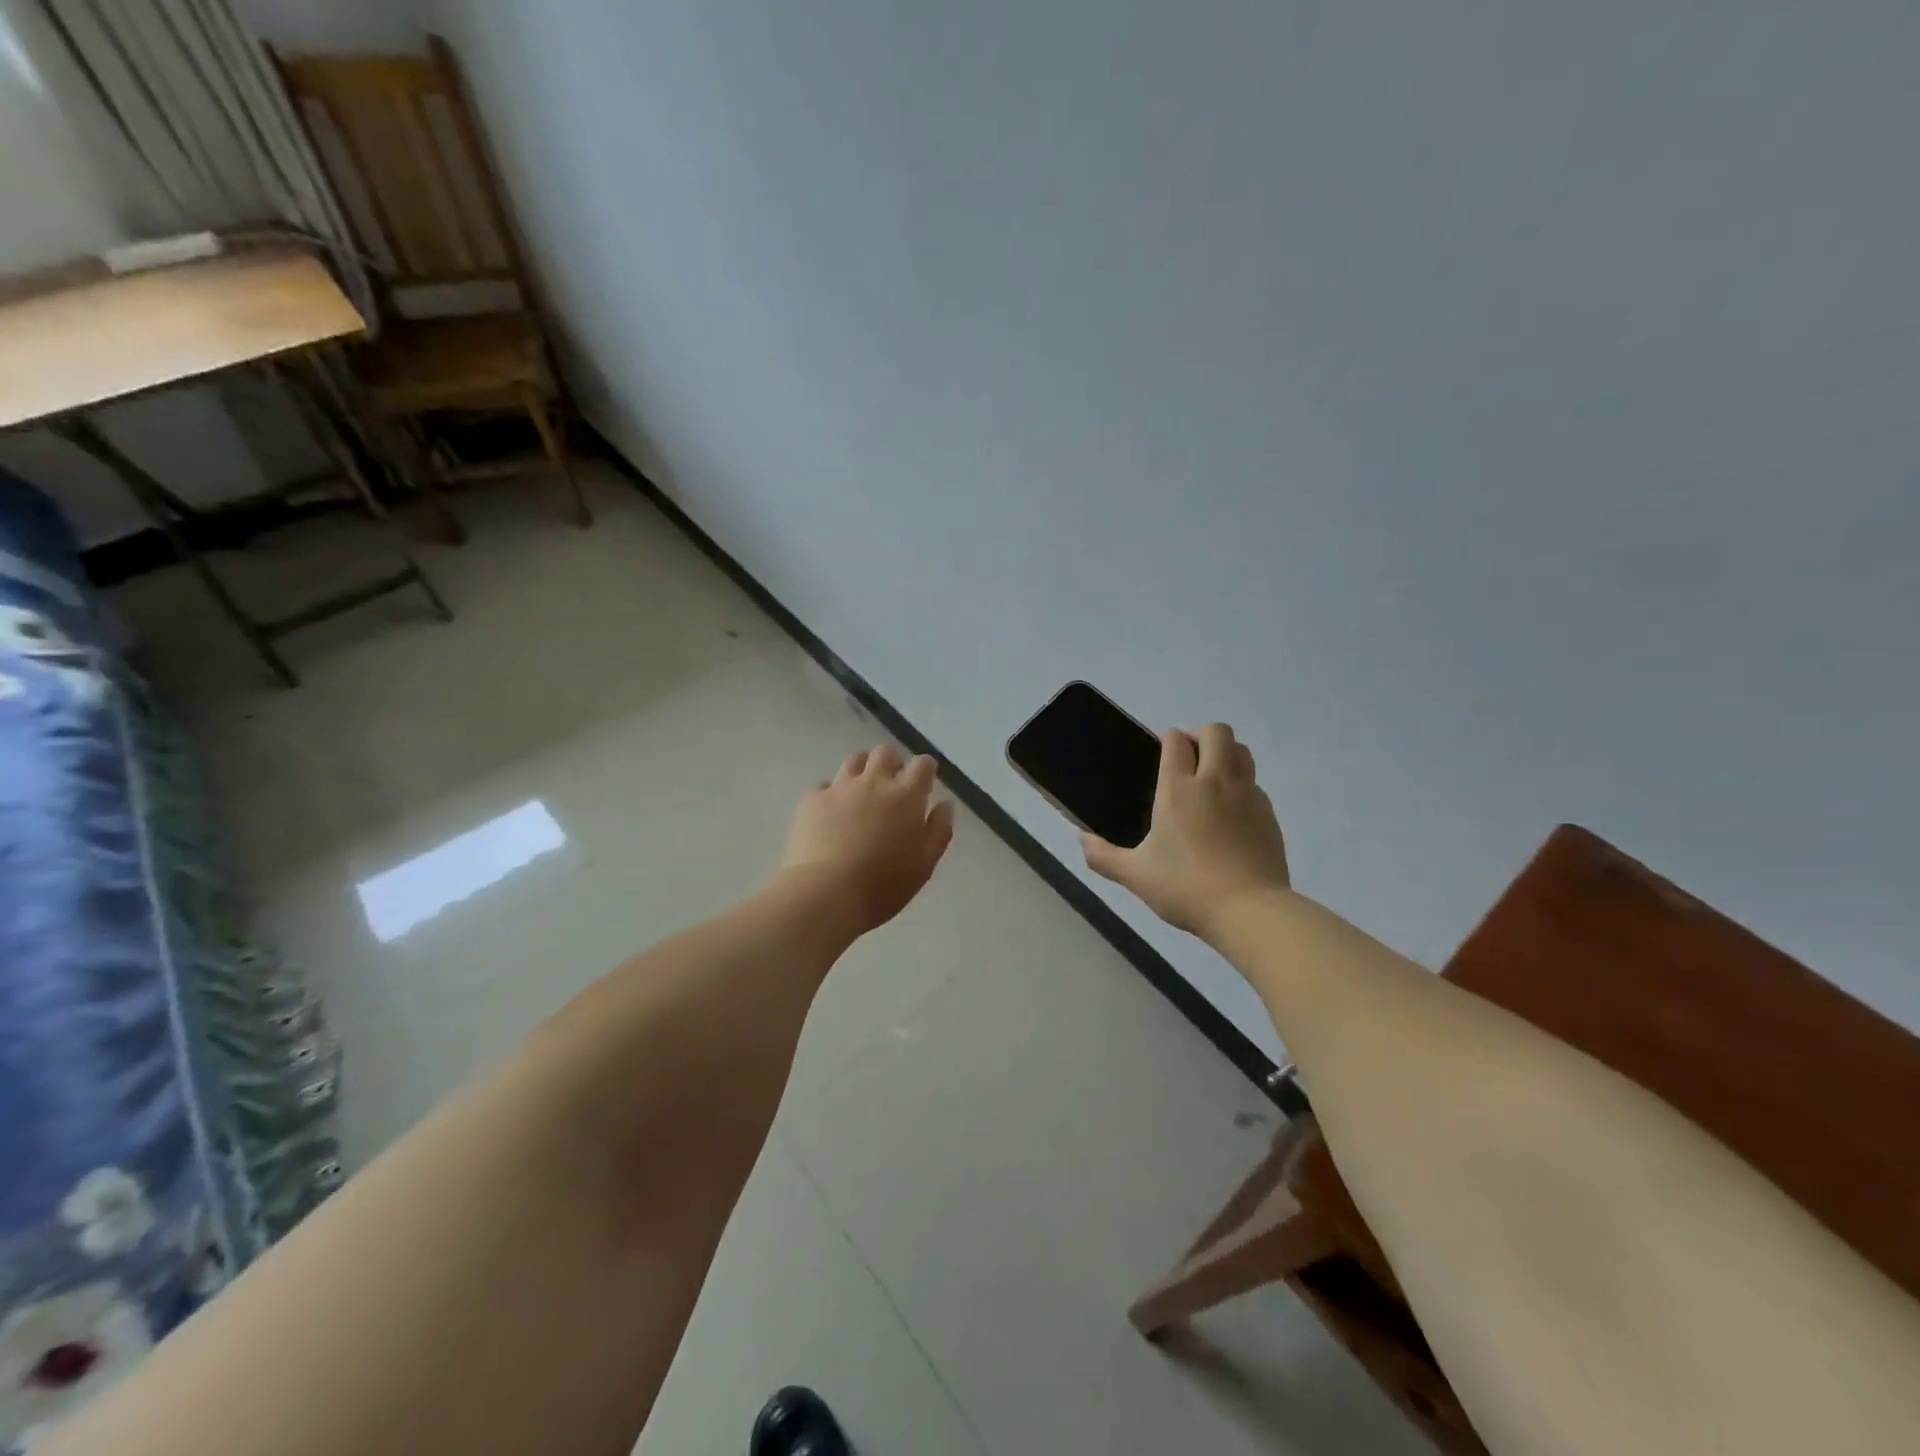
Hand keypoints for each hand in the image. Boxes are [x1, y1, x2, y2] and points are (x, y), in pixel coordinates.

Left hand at [781, 744, 955, 934]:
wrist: (826, 893)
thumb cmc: (884, 884)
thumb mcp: (925, 864)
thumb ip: (939, 830)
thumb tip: (944, 804)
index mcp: (906, 796)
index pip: (922, 764)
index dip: (926, 771)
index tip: (924, 785)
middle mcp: (874, 782)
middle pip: (886, 753)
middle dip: (893, 763)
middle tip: (893, 788)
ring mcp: (840, 787)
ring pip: (855, 760)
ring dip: (864, 770)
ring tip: (863, 794)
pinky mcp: (812, 799)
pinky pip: (826, 785)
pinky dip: (834, 794)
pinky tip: (832, 814)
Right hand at [1083, 723, 1290, 936]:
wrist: (1249, 911)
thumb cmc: (1186, 888)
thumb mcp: (1135, 876)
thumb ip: (1103, 856)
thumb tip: (1082, 839)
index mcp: (1178, 789)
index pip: (1177, 741)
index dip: (1168, 739)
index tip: (1161, 753)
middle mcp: (1215, 781)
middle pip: (1217, 732)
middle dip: (1200, 736)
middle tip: (1187, 759)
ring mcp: (1247, 795)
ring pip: (1242, 751)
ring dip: (1226, 753)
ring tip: (1210, 777)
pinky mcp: (1268, 814)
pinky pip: (1254, 784)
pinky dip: (1241, 785)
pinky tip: (1230, 813)